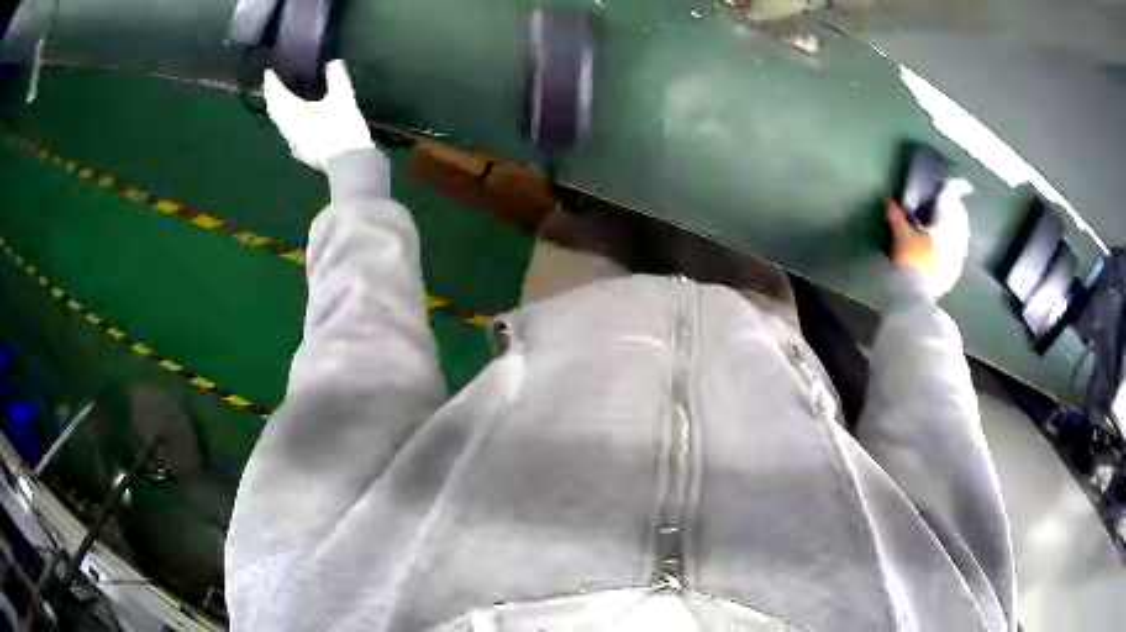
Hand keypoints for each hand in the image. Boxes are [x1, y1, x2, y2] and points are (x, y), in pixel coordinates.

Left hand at [263, 60, 373, 169]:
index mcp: (293, 112)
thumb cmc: (342, 127)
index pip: (277, 95)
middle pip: (274, 111)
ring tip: (280, 102)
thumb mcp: (343, 98)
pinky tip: (294, 124)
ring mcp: (294, 143)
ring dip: (278, 112)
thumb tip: (333, 62)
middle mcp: (288, 128)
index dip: (272, 83)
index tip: (268, 72)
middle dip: (271, 97)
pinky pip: (289, 134)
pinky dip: (288, 124)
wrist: (347, 162)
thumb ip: (337, 78)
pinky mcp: (302, 153)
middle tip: (270, 86)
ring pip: (280, 124)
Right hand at [887, 178, 972, 298]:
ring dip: (953, 230)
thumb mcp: (901, 235)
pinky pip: (956, 254)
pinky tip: (943, 248)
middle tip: (948, 206)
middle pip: (959, 220)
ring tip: (944, 227)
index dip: (954, 191)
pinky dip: (951, 247)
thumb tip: (892, 202)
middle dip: (954, 212)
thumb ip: (898, 216)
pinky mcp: (952, 276)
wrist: (915, 298)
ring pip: (960, 238)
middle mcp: (957, 241)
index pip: (952, 203)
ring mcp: (956, 260)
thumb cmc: (911, 260)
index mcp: (948, 226)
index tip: (960, 185)